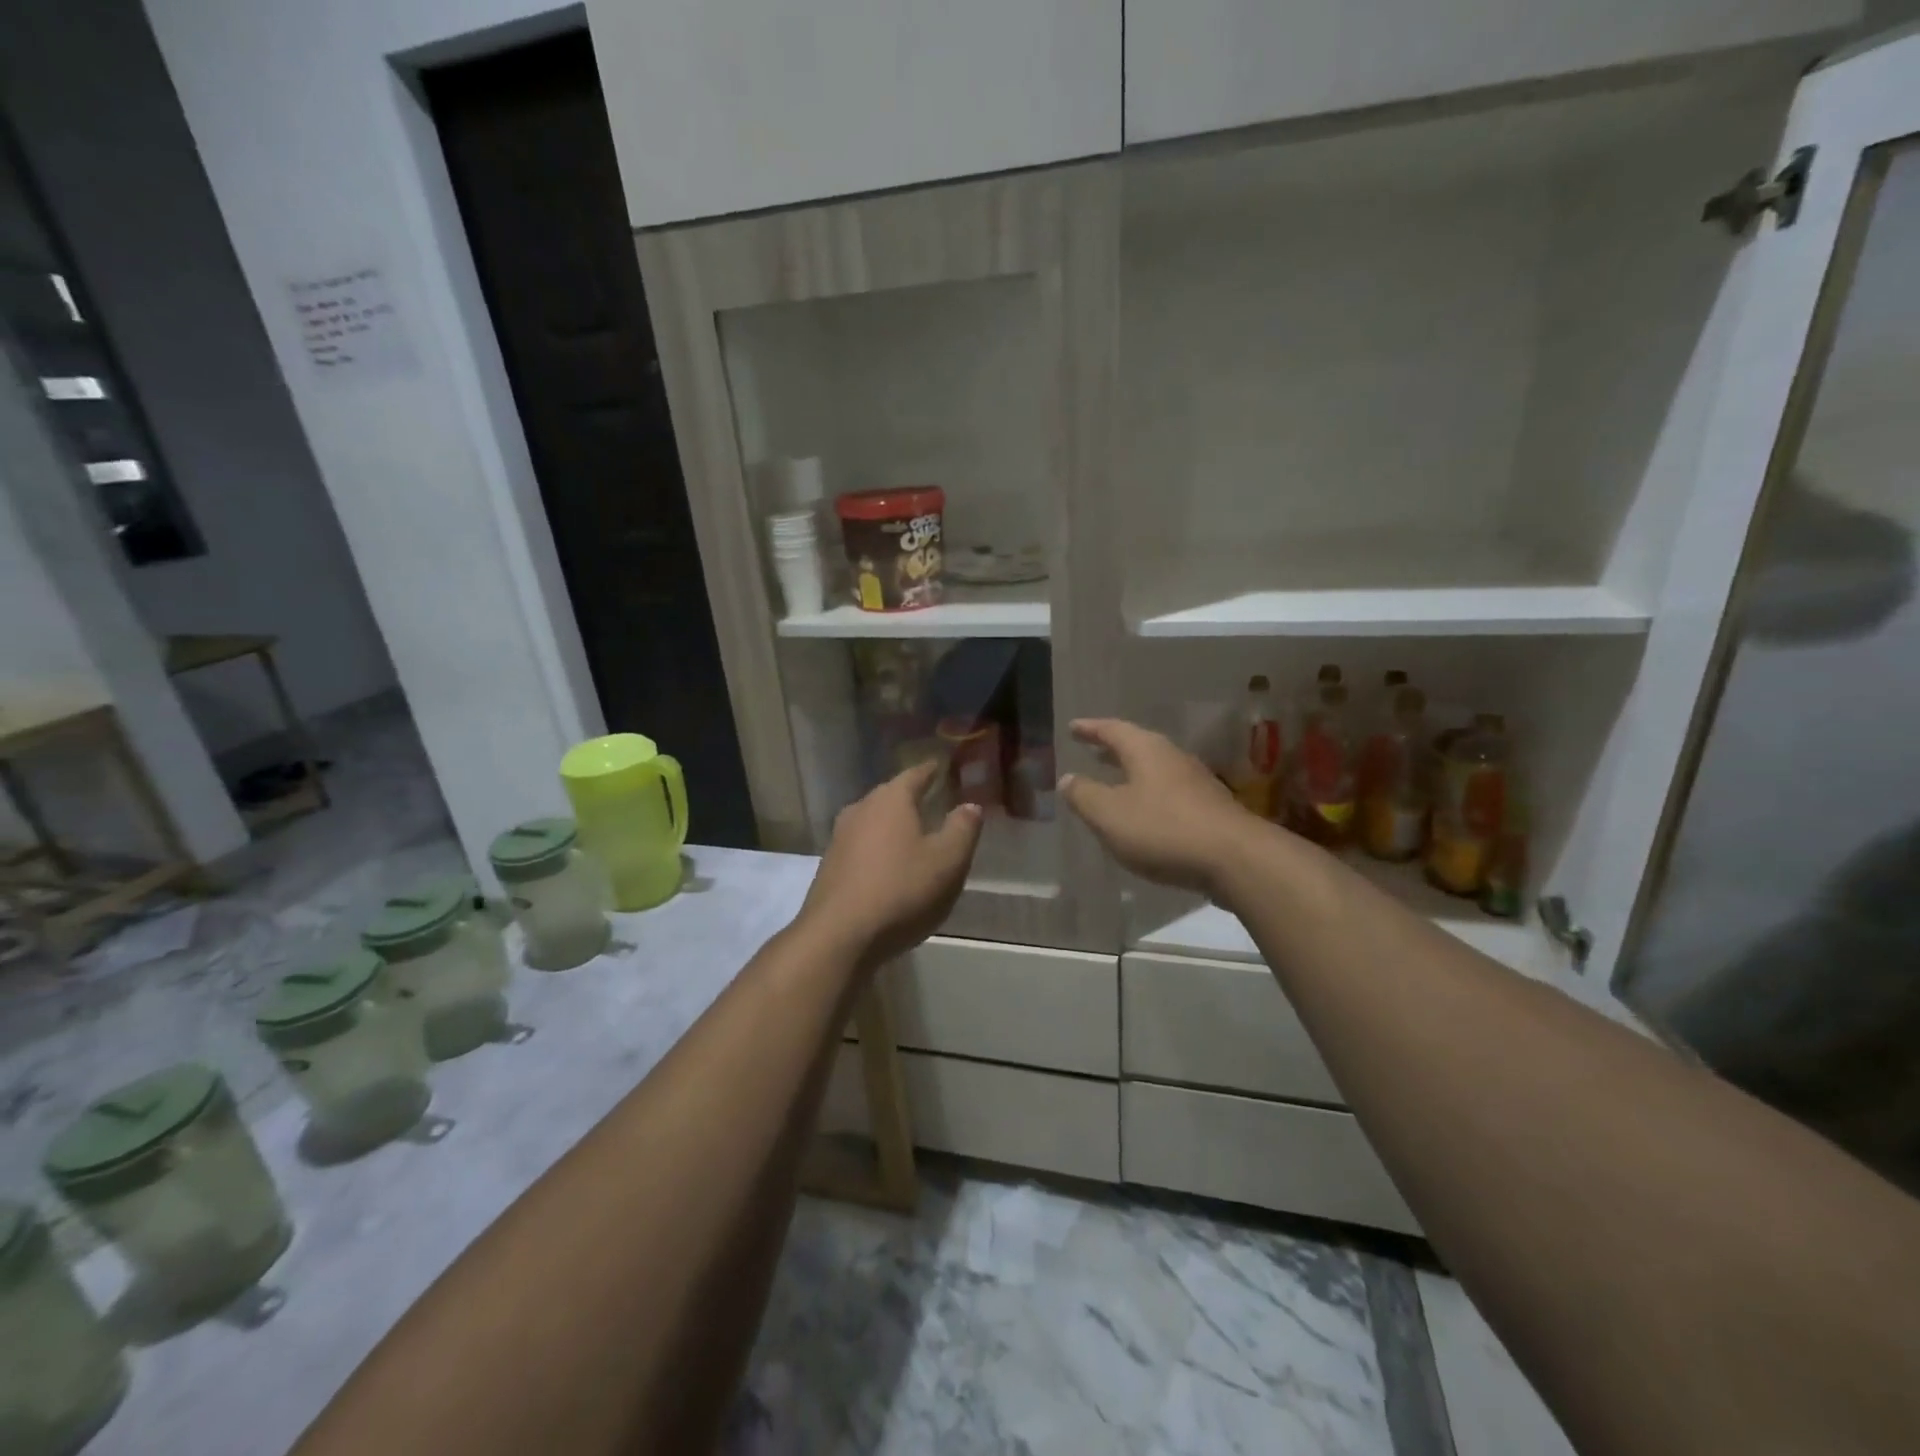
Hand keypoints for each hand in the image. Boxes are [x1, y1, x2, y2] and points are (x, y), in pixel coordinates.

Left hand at [799, 761, 983, 968]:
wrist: (839, 936)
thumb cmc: (901, 891)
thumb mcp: (948, 861)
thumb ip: (962, 829)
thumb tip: (970, 805)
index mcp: (891, 800)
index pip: (915, 774)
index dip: (931, 771)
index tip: (942, 766)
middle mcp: (861, 810)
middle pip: (890, 796)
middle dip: (911, 797)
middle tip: (932, 799)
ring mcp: (840, 838)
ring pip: (873, 821)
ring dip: (893, 825)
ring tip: (913, 833)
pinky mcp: (830, 866)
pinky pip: (862, 846)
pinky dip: (879, 849)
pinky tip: (889, 866)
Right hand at [1059, 718, 1260, 895]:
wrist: (1235, 859)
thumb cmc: (1163, 829)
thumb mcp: (1109, 814)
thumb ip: (1084, 795)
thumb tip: (1067, 778)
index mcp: (1146, 750)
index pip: (1112, 730)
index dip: (1090, 729)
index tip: (1073, 727)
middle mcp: (1173, 758)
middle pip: (1137, 746)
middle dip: (1112, 749)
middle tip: (1092, 750)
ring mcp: (1196, 782)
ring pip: (1155, 770)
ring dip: (1132, 773)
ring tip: (1114, 782)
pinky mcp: (1209, 809)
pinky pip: (1170, 793)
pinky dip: (1149, 795)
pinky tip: (1144, 814)